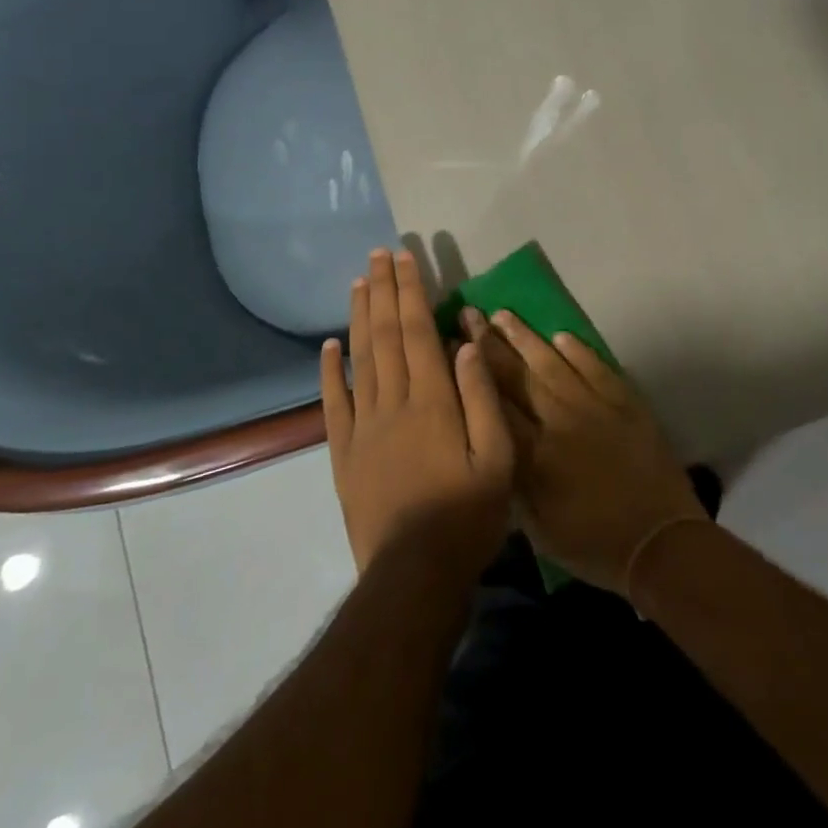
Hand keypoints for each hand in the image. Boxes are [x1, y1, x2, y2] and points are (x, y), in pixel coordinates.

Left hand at [320, 250, 514, 580]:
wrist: (413, 573)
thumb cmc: (467, 514)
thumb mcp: (498, 457)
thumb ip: (482, 396)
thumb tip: (466, 343)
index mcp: (432, 400)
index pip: (418, 331)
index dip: (411, 291)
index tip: (406, 258)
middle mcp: (393, 402)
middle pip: (386, 334)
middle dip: (384, 290)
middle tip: (379, 254)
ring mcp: (363, 426)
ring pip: (360, 359)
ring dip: (360, 316)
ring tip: (359, 282)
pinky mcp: (343, 452)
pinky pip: (334, 402)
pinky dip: (330, 370)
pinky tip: (329, 344)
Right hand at [463, 309, 704, 594]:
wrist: (661, 540)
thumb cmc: (593, 544)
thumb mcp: (539, 530)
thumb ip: (513, 485)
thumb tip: (495, 446)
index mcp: (533, 455)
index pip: (493, 404)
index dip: (471, 374)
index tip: (452, 347)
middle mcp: (558, 420)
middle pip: (518, 374)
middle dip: (490, 343)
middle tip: (470, 314)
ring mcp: (594, 405)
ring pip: (552, 362)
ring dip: (526, 337)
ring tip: (504, 313)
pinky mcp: (624, 401)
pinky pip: (595, 366)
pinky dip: (577, 349)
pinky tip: (560, 335)